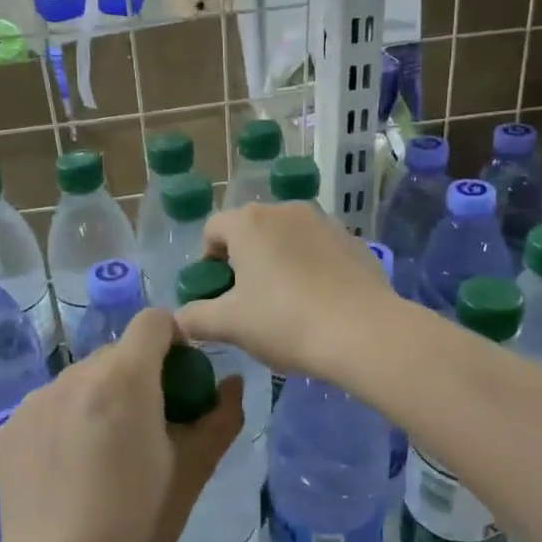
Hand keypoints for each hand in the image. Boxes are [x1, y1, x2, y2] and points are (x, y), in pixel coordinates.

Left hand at [0, 309, 243, 541]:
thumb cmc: (137, 523)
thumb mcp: (192, 471)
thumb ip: (220, 418)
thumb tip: (232, 384)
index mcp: (124, 378)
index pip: (154, 321)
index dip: (175, 341)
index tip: (182, 381)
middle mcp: (75, 375)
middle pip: (118, 354)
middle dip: (139, 377)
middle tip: (149, 429)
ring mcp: (35, 401)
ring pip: (82, 380)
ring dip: (101, 400)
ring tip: (104, 456)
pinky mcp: (8, 428)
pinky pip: (50, 407)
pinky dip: (67, 422)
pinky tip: (69, 471)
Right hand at [176, 203, 397, 382]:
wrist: (363, 332)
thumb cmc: (284, 322)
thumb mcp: (230, 325)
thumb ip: (195, 318)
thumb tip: (178, 320)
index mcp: (249, 222)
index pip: (212, 231)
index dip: (206, 262)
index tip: (216, 295)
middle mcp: (285, 210)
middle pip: (251, 231)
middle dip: (243, 262)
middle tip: (247, 303)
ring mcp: (324, 222)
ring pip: (287, 239)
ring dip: (278, 263)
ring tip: (285, 305)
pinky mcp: (353, 241)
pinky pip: (319, 250)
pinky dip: (311, 268)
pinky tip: (319, 303)